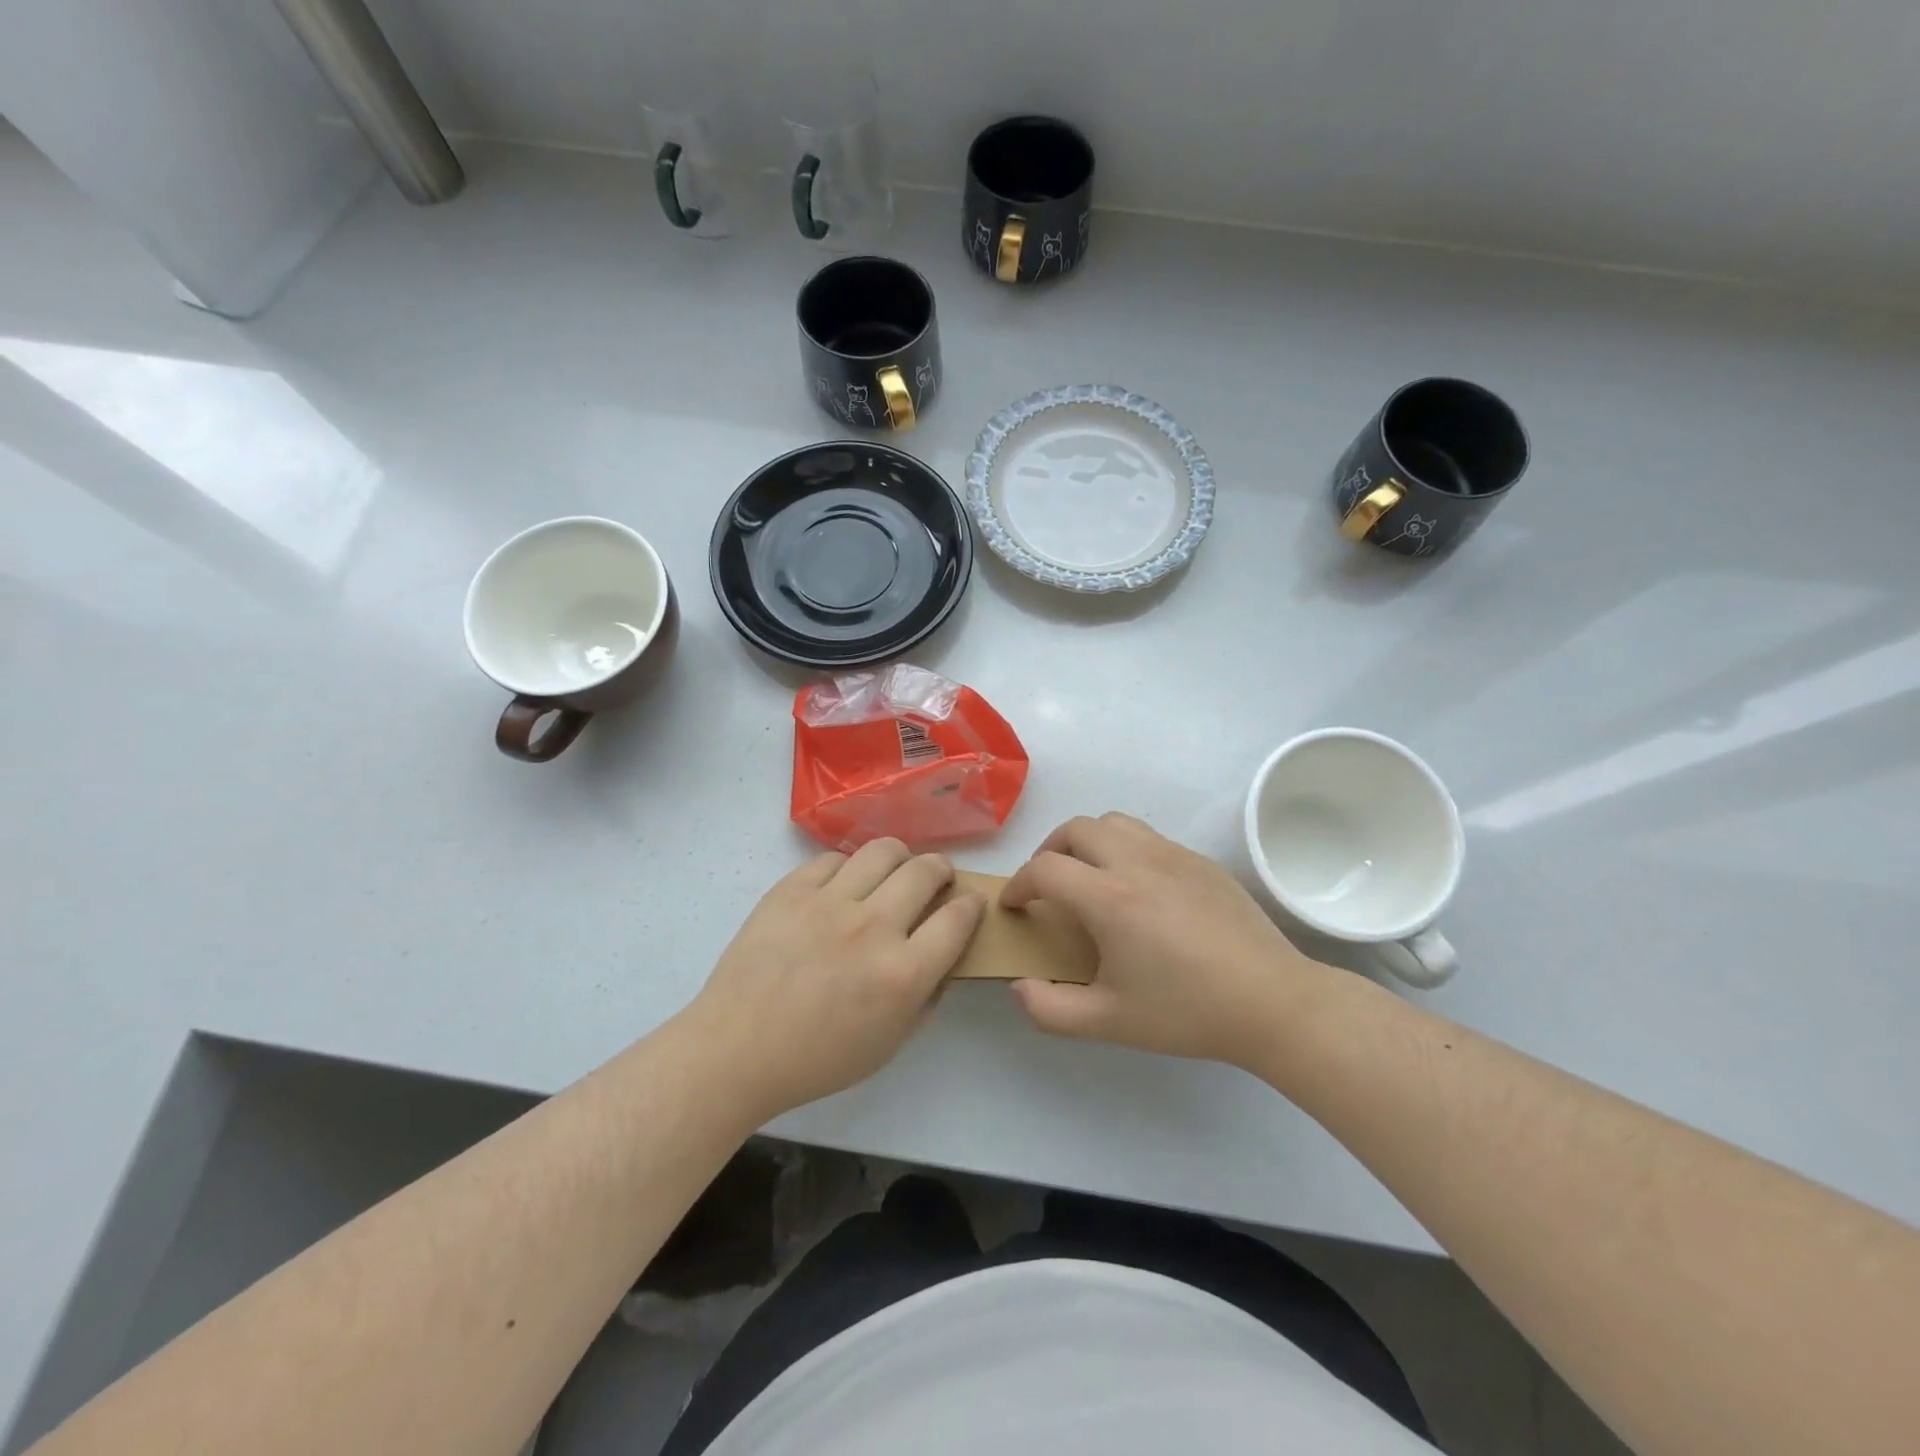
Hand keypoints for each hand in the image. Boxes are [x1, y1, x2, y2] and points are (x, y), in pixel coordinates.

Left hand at [685, 839, 984, 1117]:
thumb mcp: (890, 1043)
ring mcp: (829, 902)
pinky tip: (843, 886)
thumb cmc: (817, 1059)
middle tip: (937, 878)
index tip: (970, 901)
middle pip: (925, 871)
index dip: (972, 904)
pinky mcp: (791, 890)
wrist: (736, 1049)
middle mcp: (872, 927)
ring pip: (883, 850)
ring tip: (894, 870)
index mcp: (902, 973)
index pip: (957, 918)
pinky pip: (833, 859)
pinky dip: (848, 868)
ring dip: (900, 857)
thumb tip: (944, 955)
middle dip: (942, 870)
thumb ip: (927, 996)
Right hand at [1002, 813, 1331, 1068]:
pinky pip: (1148, 837)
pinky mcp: (1200, 860)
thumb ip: (1050, 1009)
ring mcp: (1172, 855)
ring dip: (1087, 841)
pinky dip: (1124, 848)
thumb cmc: (1187, 1012)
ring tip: (1088, 875)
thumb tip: (1020, 987)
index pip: (1044, 869)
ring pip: (1113, 822)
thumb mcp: (1109, 1023)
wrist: (1272, 1002)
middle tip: (1048, 885)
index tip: (1015, 906)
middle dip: (1049, 851)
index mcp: (1109, 898)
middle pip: (1076, 829)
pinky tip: (1137, 888)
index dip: (1018, 884)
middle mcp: (1136, 862)